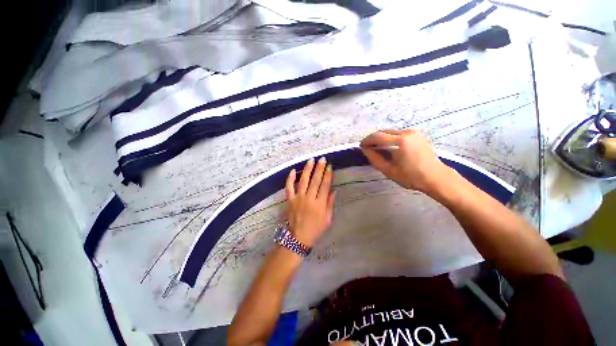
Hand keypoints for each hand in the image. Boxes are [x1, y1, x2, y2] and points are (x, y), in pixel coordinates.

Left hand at [285, 157, 335, 246]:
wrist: (298, 238)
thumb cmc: (315, 229)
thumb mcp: (327, 219)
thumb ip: (330, 204)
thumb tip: (333, 190)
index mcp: (319, 204)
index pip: (325, 186)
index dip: (327, 175)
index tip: (329, 166)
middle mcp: (309, 198)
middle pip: (315, 181)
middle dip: (319, 169)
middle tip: (322, 159)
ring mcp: (298, 198)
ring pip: (303, 181)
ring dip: (307, 170)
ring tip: (311, 160)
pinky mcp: (290, 200)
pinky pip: (289, 187)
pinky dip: (290, 179)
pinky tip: (293, 170)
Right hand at [360, 129, 450, 193]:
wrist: (436, 177)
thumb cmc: (411, 177)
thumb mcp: (389, 170)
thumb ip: (374, 159)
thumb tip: (365, 150)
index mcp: (400, 141)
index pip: (378, 136)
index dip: (367, 140)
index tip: (361, 146)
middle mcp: (407, 132)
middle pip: (384, 131)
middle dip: (373, 138)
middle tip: (367, 147)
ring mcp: (413, 132)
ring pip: (390, 132)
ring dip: (381, 138)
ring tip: (376, 148)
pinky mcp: (417, 135)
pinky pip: (398, 133)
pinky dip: (389, 138)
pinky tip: (388, 147)